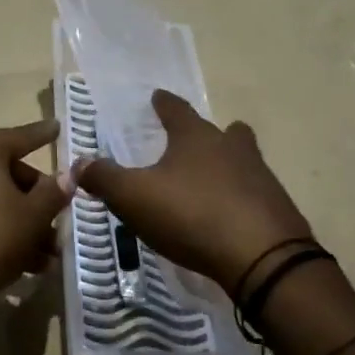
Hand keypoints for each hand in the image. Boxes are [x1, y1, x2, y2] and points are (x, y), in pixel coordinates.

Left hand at [0, 119, 73, 317]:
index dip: (42, 135)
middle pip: (5, 172)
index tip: (57, 127)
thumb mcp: (33, 217)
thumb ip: (53, 192)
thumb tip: (67, 176)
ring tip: (42, 256)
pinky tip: (15, 260)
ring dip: (17, 221)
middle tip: (56, 225)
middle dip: (34, 201)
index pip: (19, 137)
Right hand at [77, 91, 310, 290]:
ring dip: (227, 165)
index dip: (163, 103)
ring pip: (243, 159)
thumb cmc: (192, 215)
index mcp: (195, 137)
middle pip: (221, 131)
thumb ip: (104, 178)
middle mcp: (231, 147)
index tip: (157, 96)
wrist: (263, 258)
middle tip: (189, 142)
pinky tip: (228, 217)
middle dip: (205, 134)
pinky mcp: (277, 208)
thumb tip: (77, 163)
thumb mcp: (135, 197)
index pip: (176, 109)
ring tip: (208, 181)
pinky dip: (240, 199)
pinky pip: (254, 194)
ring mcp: (260, 176)